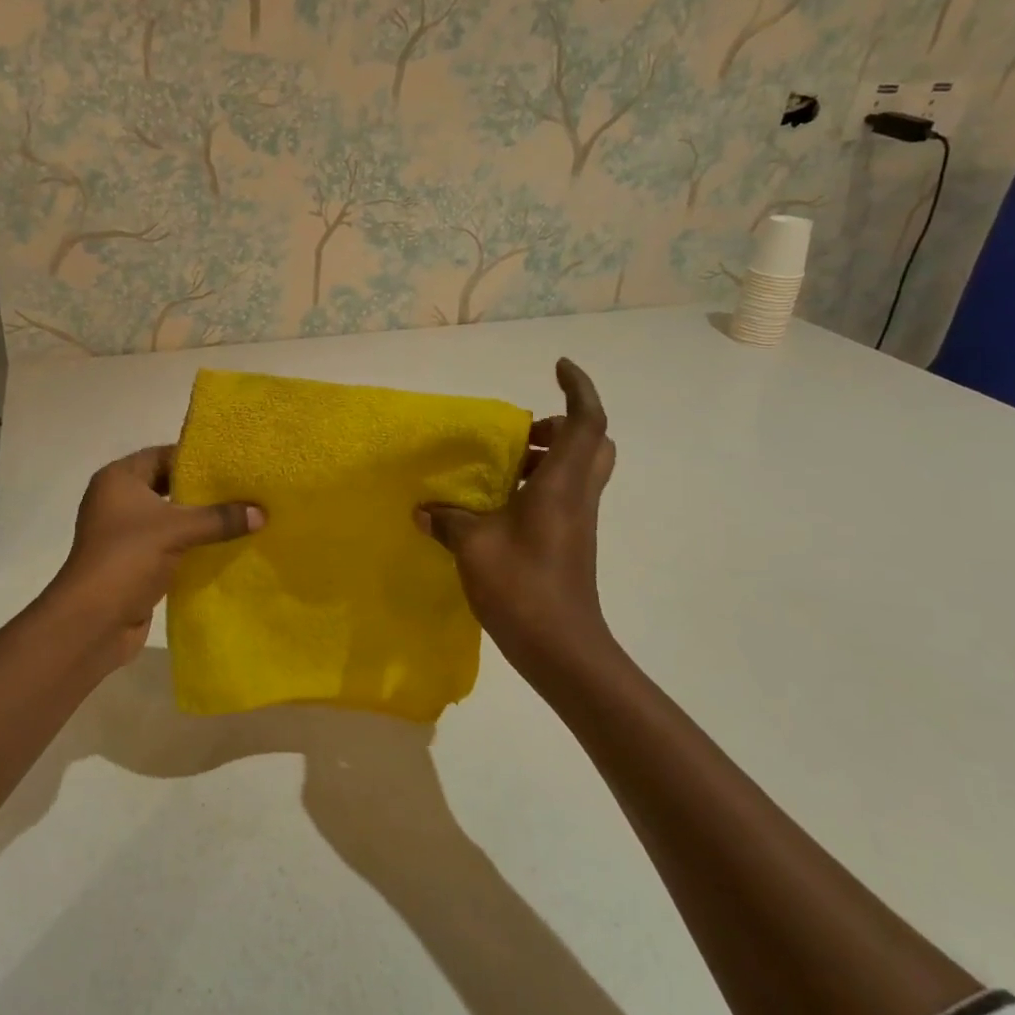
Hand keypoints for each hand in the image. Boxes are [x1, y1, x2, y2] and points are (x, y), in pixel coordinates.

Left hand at [49, 445, 262, 664]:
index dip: (195, 458)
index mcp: (118, 480)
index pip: (162, 455)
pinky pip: (168, 544)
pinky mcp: (133, 562)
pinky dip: (191, 545)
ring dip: (199, 520)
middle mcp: (117, 500)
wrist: (93, 622)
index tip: (232, 463)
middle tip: (241, 489)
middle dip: (202, 491)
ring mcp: (124, 534)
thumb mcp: (178, 530)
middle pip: (167, 486)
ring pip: (169, 518)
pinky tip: (223, 546)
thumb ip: (220, 518)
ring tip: (241, 515)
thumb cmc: (128, 559)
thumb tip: (262, 513)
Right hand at [415, 358, 617, 688]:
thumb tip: (422, 509)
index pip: (587, 421)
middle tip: (523, 431)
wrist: (561, 648)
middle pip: (591, 442)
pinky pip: (563, 495)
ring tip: (502, 466)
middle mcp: (577, 495)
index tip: (558, 366)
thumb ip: (447, 520)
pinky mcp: (571, 541)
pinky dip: (539, 485)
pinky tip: (498, 505)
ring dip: (548, 456)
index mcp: (562, 484)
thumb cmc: (522, 586)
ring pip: (578, 469)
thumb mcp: (473, 546)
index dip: (578, 387)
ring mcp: (578, 520)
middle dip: (562, 425)